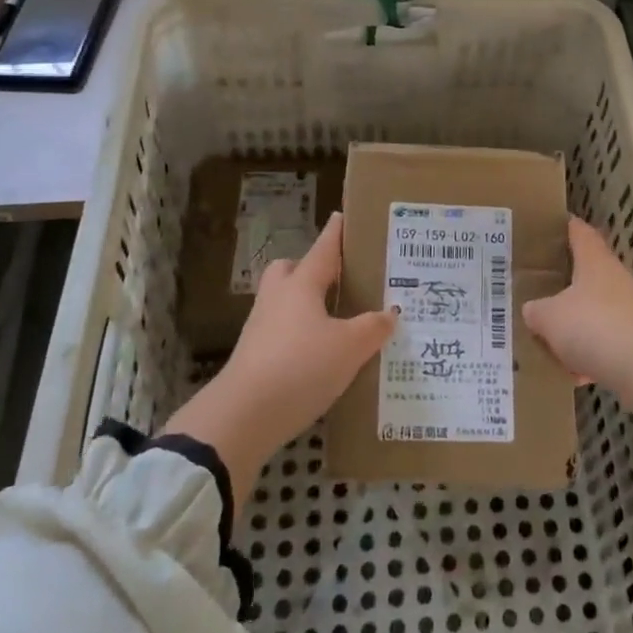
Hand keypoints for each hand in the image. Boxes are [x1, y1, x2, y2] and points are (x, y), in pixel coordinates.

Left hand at [165, 213, 395, 498]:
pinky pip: (281, 333)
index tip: (342, 216)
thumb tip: (390, 314)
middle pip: (290, 270)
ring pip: (284, 302)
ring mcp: (260, 328)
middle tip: (337, 281)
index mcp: (301, 284)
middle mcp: (278, 298)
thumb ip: (372, 327)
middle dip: (310, 270)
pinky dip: (299, 336)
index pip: (323, 249)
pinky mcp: (253, 357)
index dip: (336, 233)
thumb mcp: (349, 348)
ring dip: (305, 306)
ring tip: (335, 321)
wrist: (242, 416)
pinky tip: (319, 356)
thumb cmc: (300, 367)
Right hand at [522, 217, 632, 402]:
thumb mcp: (550, 317)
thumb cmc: (594, 325)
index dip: (566, 227)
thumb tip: (532, 310)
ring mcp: (630, 311)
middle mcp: (614, 279)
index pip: (580, 232)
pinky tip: (574, 375)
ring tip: (550, 338)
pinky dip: (591, 356)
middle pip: (588, 273)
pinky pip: (606, 344)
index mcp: (593, 261)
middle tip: (538, 287)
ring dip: (577, 323)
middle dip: (566, 282)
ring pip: (596, 311)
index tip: (551, 226)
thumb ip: (537, 311)